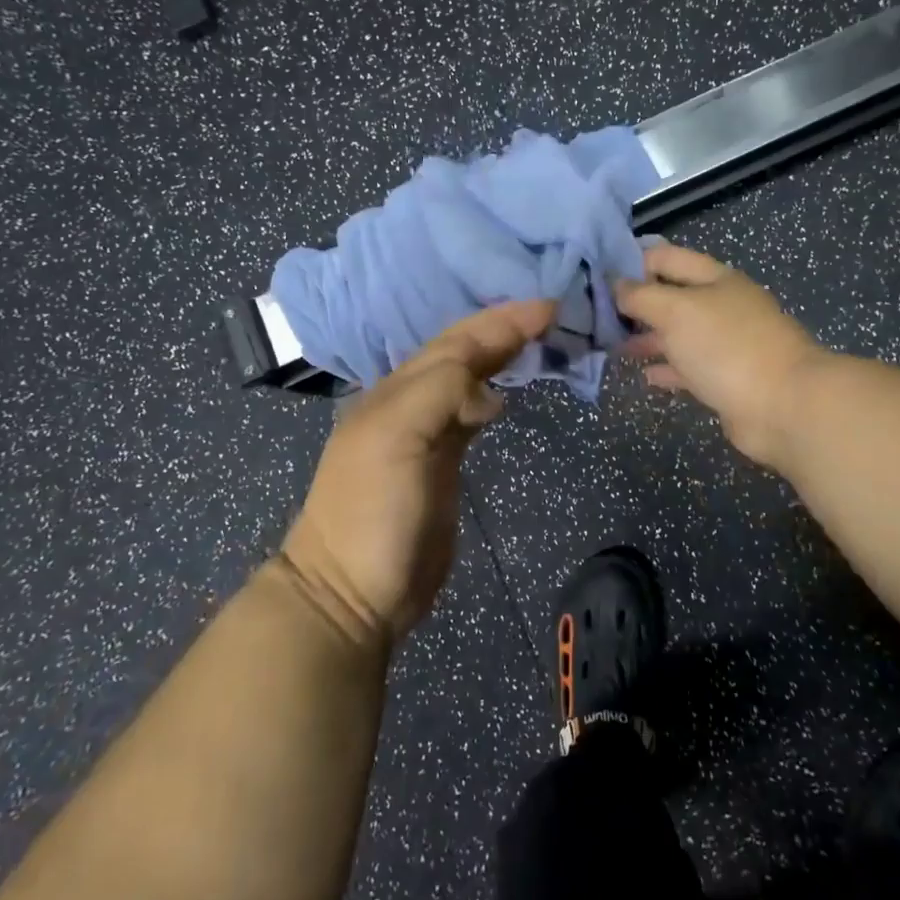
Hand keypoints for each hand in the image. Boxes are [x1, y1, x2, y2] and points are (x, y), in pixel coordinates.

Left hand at [283, 299, 555, 647]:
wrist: (350, 593)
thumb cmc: (373, 512)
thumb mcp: (397, 438)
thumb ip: (440, 393)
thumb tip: (489, 389)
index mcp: (396, 391)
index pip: (456, 342)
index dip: (500, 321)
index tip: (548, 306)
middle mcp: (408, 404)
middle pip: (460, 353)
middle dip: (502, 329)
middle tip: (549, 313)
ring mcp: (423, 436)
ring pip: (465, 380)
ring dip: (497, 356)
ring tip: (535, 340)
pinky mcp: (439, 467)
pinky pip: (467, 415)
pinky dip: (488, 394)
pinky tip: (504, 394)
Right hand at [616, 243, 827, 468]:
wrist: (784, 406)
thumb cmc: (727, 347)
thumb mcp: (676, 311)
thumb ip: (641, 296)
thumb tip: (617, 285)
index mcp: (716, 279)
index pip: (667, 258)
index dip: (634, 262)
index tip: (599, 277)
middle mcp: (723, 306)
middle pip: (673, 296)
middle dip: (638, 303)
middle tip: (599, 315)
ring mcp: (728, 343)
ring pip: (680, 333)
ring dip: (649, 337)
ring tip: (614, 345)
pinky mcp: (728, 378)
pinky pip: (690, 367)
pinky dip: (667, 368)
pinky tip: (645, 375)